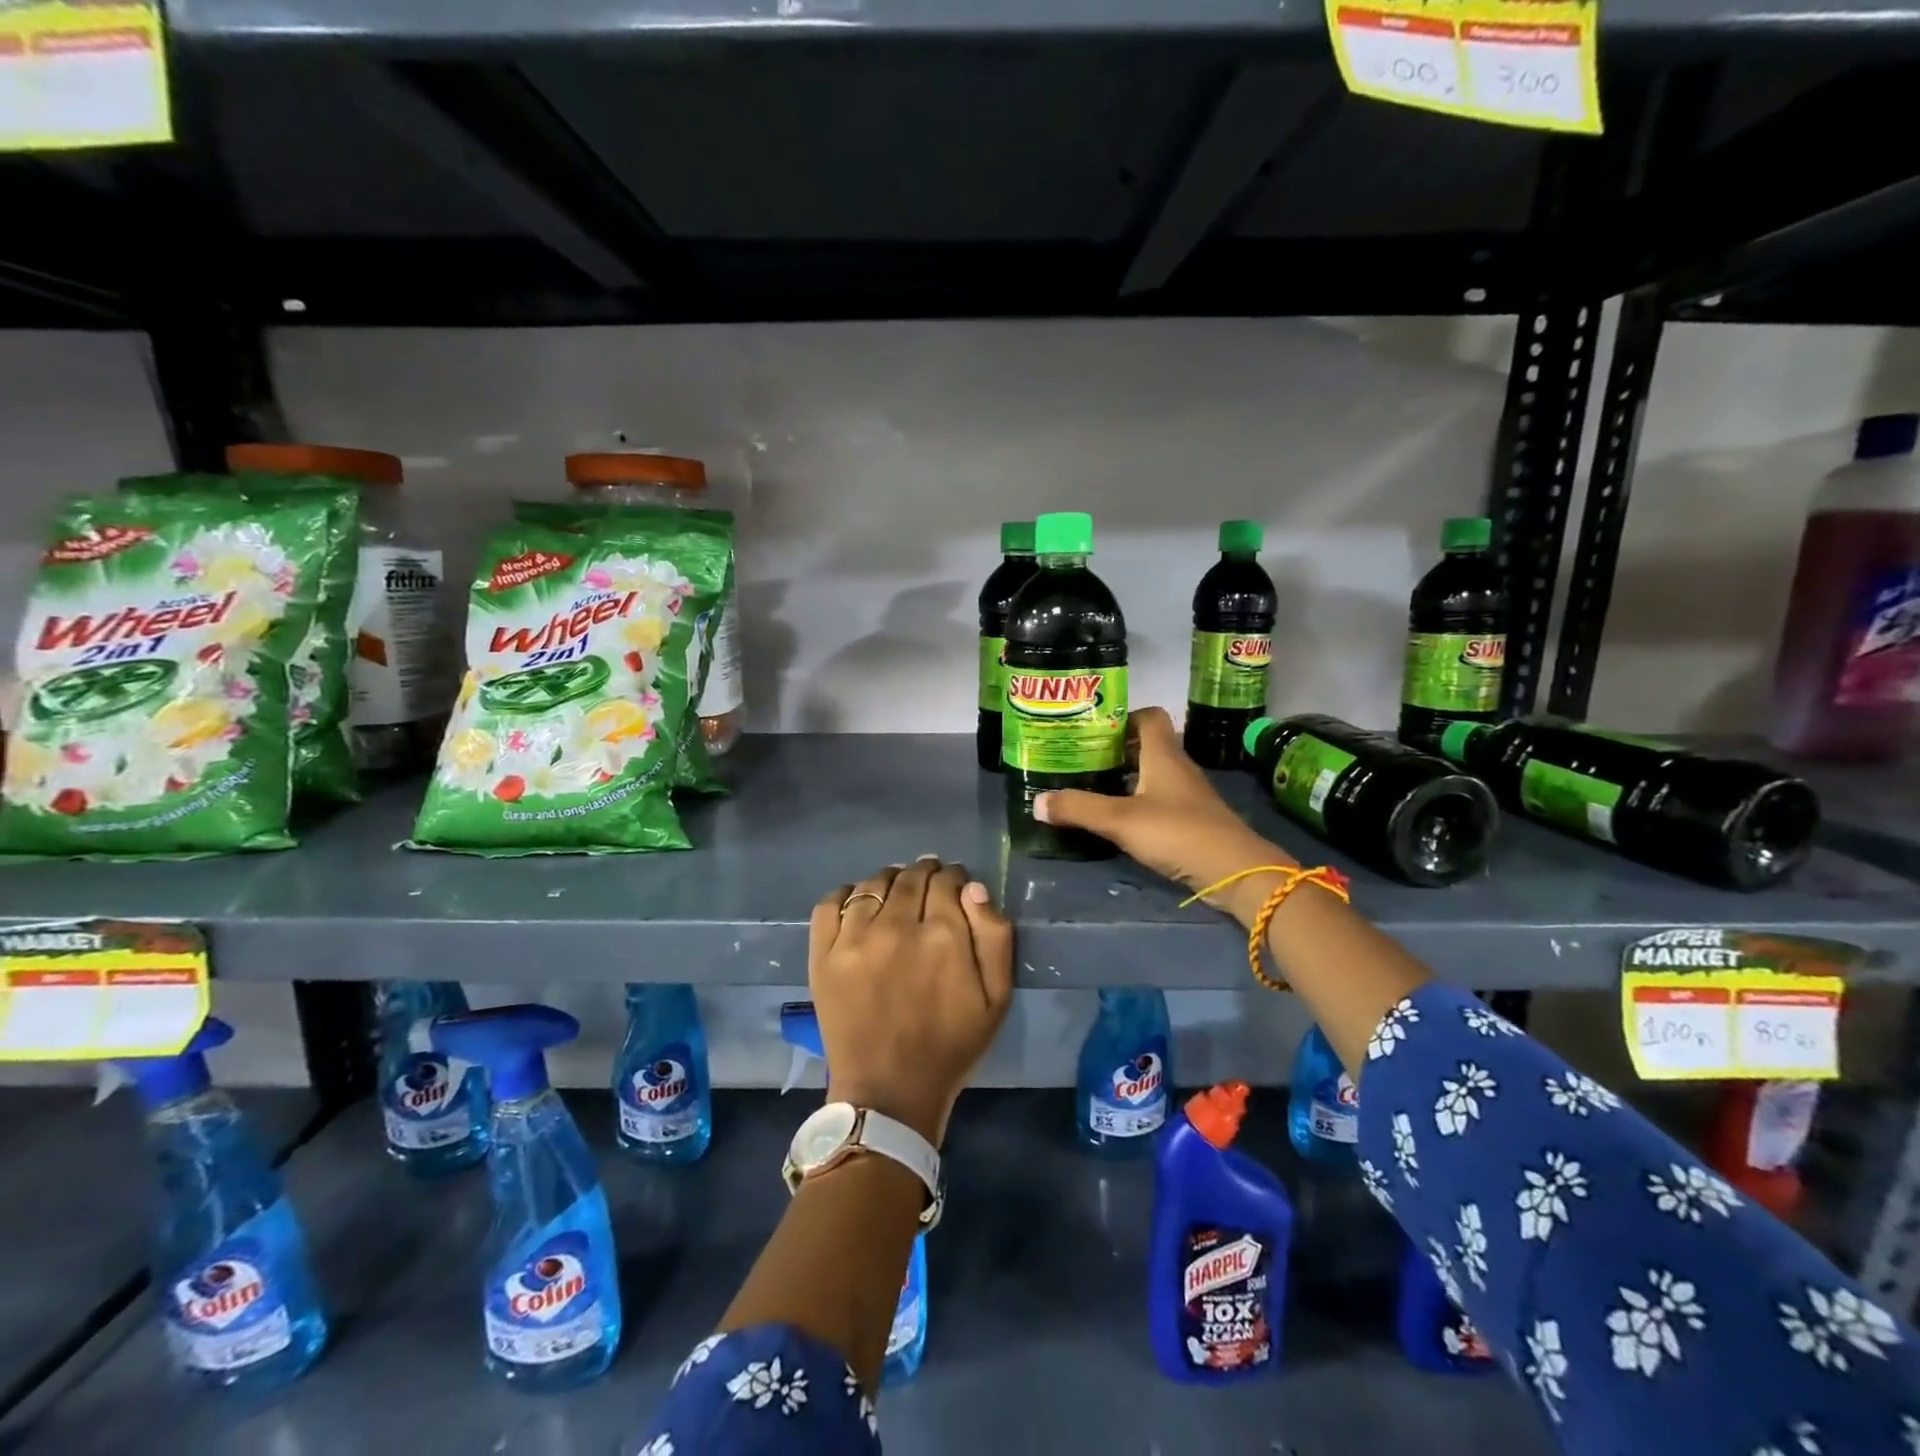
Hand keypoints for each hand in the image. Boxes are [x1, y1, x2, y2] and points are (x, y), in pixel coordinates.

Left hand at [808, 858, 1013, 1146]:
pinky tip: (858, 902)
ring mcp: (854, 939)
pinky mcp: (823, 954)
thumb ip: (994, 937)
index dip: (954, 877)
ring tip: (896, 891)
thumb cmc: (950, 1047)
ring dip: (890, 879)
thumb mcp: (997, 998)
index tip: (955, 884)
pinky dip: (846, 894)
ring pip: (873, 884)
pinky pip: (830, 903)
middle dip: (925, 872)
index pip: (948, 881)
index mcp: (943, 936)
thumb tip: (973, 888)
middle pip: (911, 876)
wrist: (888, 1092)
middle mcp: (897, 927)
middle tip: (928, 882)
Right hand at [1035, 706, 1294, 926]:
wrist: (1236, 872)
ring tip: (1092, 787)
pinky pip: (1160, 800)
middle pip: (1148, 745)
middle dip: (1116, 750)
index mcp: (1164, 755)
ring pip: (1153, 774)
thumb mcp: (1121, 820)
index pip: (1149, 716)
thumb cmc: (1178, 832)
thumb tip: (1036, 801)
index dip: (1123, 717)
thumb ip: (1079, 808)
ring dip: (1127, 778)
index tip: (1093, 729)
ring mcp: (1188, 795)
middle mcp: (1178, 767)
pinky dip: (1139, 802)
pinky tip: (1119, 818)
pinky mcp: (1192, 820)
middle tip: (1082, 759)